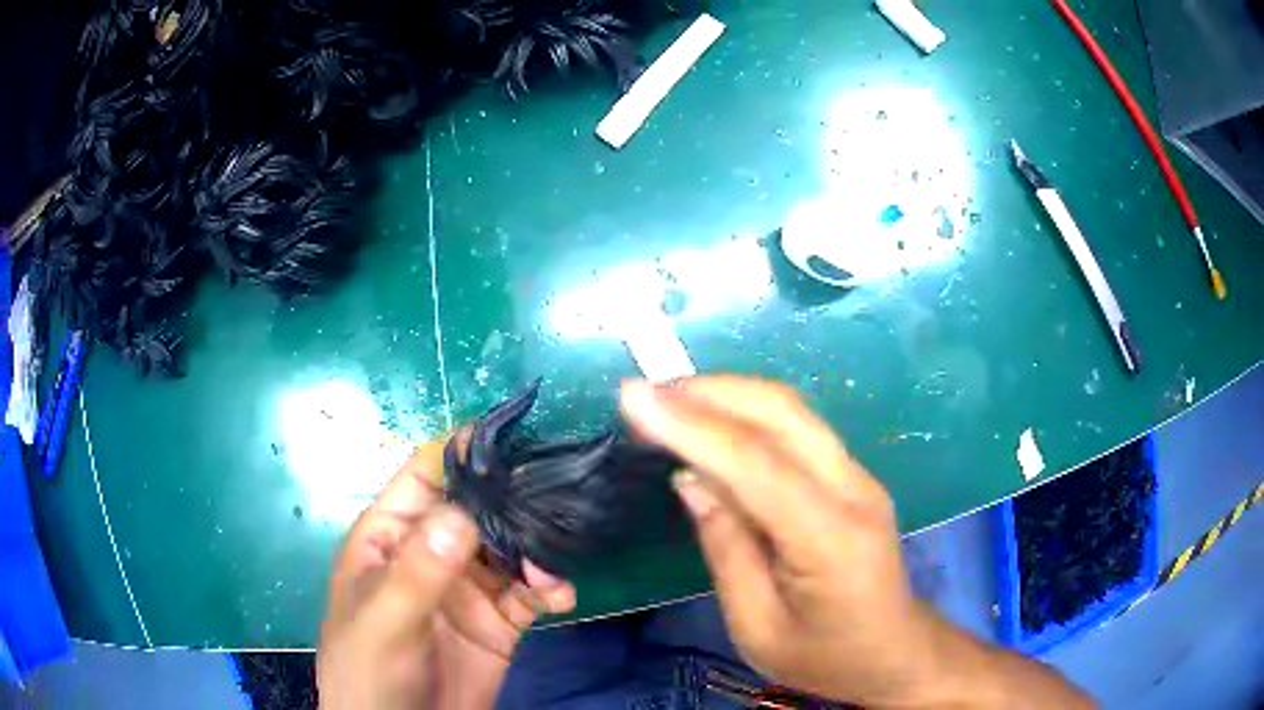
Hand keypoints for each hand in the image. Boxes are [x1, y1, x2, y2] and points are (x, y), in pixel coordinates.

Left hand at [318, 440, 576, 709]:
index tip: (513, 441)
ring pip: (510, 547)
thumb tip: (461, 514)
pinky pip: (530, 592)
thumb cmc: (369, 671)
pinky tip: (561, 598)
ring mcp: (467, 586)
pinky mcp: (499, 620)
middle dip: (514, 500)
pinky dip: (549, 588)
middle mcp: (432, 551)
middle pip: (477, 507)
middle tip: (557, 497)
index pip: (426, 476)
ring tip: (553, 568)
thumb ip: (417, 573)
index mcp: (391, 535)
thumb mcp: (383, 623)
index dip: (464, 454)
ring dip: (537, 550)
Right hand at [620, 377, 1092, 708]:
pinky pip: (798, 428)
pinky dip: (749, 413)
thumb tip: (690, 479)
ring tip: (669, 399)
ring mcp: (860, 477)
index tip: (633, 399)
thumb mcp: (758, 627)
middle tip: (645, 392)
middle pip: (781, 414)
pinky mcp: (854, 476)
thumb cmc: (823, 656)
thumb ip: (726, 550)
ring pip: (792, 410)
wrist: (893, 651)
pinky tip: (715, 421)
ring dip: (728, 394)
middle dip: (709, 392)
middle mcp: (854, 490)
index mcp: (831, 540)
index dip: (692, 426)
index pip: (756, 465)